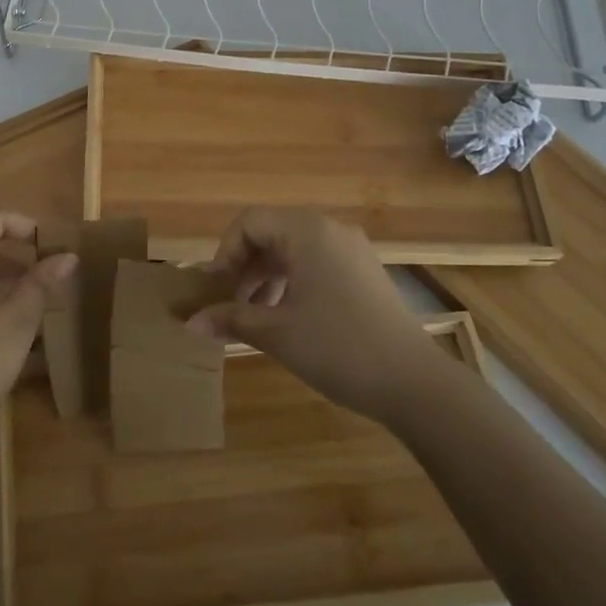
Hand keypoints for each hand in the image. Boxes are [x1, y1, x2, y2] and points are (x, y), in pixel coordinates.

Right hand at [191, 208, 436, 421]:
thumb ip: (230, 319)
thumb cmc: (337, 348)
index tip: (215, 289)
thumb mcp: (276, 333)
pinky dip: (293, 282)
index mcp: (307, 231)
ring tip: (254, 316)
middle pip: (271, 233)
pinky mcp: (365, 273)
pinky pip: (317, 264)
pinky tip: (286, 318)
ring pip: (294, 250)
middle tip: (229, 304)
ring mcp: (352, 250)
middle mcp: (330, 230)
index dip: (224, 252)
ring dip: (266, 276)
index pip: (250, 222)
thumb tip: (189, 322)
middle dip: (244, 266)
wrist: (415, 383)